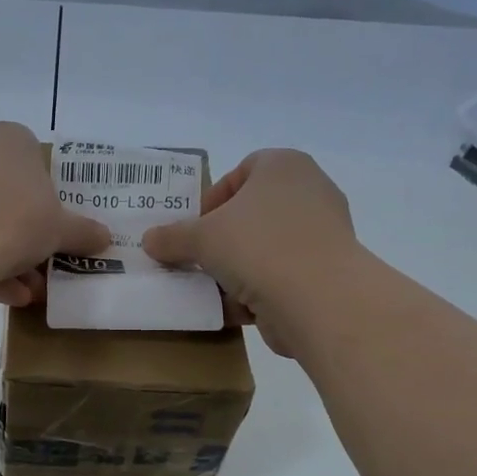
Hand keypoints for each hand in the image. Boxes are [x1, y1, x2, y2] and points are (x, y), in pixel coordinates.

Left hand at [0, 123, 108, 306]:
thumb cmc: (15, 222)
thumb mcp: (60, 230)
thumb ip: (83, 232)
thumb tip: (104, 237)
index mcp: (11, 139)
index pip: (37, 161)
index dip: (50, 197)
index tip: (56, 229)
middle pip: (10, 196)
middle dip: (28, 238)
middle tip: (44, 268)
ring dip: (8, 259)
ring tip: (26, 293)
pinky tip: (2, 295)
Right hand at [141, 149, 357, 356]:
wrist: (319, 300)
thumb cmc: (258, 247)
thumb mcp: (201, 238)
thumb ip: (172, 237)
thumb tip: (149, 240)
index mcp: (283, 166)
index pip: (242, 171)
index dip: (213, 198)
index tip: (195, 228)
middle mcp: (309, 191)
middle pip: (252, 212)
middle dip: (222, 238)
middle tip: (199, 258)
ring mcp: (323, 233)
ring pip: (266, 247)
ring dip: (237, 268)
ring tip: (212, 288)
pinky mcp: (327, 272)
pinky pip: (282, 275)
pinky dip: (259, 290)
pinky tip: (235, 308)